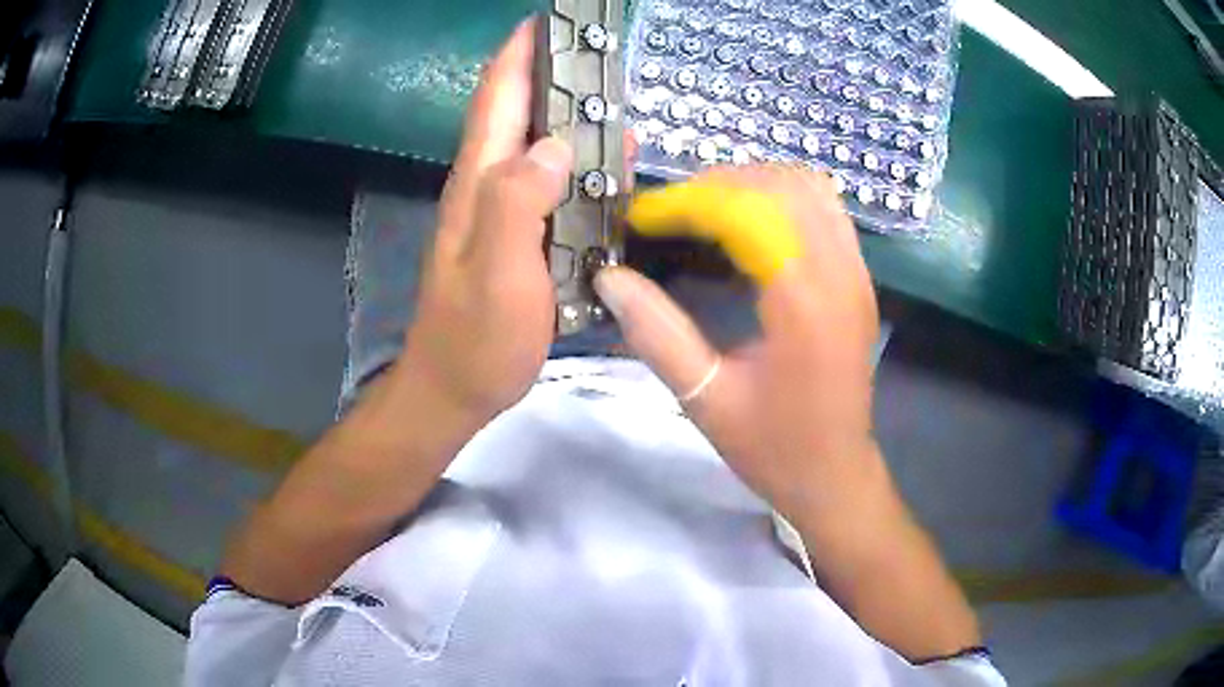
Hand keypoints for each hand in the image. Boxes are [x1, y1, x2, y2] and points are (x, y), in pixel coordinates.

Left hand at [399, 19, 571, 426]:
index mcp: (479, 183)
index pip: (497, 98)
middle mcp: (488, 185)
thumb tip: (554, 144)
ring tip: (615, 98)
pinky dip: (579, 161)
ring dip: (572, 114)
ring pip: (538, 145)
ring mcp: (502, 212)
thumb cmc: (476, 340)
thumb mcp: (498, 274)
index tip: (549, 19)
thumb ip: (518, 204)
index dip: (519, 53)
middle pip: (518, 111)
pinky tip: (608, 164)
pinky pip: (550, 183)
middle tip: (600, 52)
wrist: (455, 389)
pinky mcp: (518, 235)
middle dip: (553, 72)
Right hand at [594, 166, 880, 521]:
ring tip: (706, 210)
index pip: (747, 213)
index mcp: (802, 304)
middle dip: (718, 184)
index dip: (689, 202)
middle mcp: (839, 274)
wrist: (835, 474)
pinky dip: (784, 197)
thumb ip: (657, 334)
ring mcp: (857, 272)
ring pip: (809, 187)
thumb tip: (610, 279)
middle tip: (672, 213)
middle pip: (781, 186)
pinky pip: (826, 209)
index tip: (644, 218)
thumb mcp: (705, 399)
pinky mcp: (860, 278)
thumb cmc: (773, 448)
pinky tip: (751, 224)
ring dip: (753, 183)